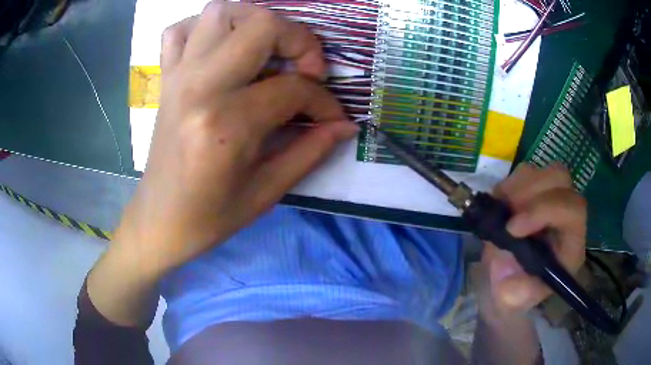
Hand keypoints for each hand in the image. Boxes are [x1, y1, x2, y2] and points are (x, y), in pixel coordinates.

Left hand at [114, 2, 357, 273]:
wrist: (160, 220)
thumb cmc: (210, 217)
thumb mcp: (266, 192)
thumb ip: (311, 151)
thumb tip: (345, 126)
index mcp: (227, 124)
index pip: (294, 88)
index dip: (324, 102)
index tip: (332, 119)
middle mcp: (201, 87)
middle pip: (261, 24)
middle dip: (298, 40)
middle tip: (305, 69)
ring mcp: (178, 76)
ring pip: (220, 11)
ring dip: (254, 21)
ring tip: (267, 51)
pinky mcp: (165, 78)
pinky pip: (181, 29)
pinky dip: (205, 28)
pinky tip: (220, 49)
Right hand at [476, 163, 586, 320]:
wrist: (509, 278)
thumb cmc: (516, 291)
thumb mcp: (514, 300)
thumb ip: (517, 293)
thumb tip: (512, 273)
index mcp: (571, 243)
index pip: (573, 209)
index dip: (544, 210)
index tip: (513, 228)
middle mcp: (566, 214)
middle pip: (561, 179)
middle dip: (531, 192)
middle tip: (506, 212)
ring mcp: (552, 198)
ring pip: (544, 171)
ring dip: (518, 186)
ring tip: (500, 208)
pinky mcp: (535, 191)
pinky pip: (526, 172)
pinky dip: (509, 184)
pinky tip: (500, 204)